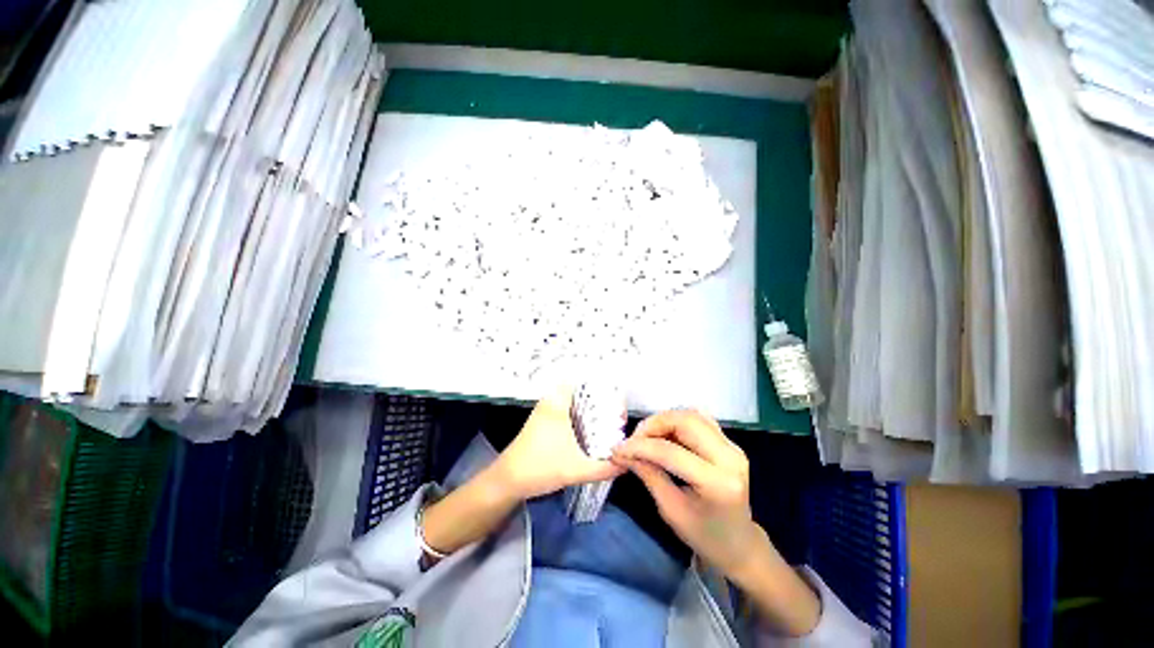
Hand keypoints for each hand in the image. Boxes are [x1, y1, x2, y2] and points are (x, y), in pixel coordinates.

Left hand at [492, 387, 624, 499]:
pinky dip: (579, 413)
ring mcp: (545, 410)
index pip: (581, 379)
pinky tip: (590, 428)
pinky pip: (566, 408)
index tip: (617, 392)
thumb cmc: (540, 467)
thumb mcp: (576, 470)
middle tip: (617, 409)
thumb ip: (604, 468)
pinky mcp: (543, 420)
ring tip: (609, 416)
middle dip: (599, 395)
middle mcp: (551, 401)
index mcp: (557, 403)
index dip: (600, 382)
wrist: (507, 480)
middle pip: (579, 388)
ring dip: (588, 404)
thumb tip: (627, 463)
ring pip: (572, 399)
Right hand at [611, 409, 763, 579]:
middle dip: (653, 424)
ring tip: (646, 436)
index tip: (618, 449)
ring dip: (663, 420)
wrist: (739, 544)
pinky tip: (664, 433)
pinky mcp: (729, 442)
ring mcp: (732, 446)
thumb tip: (623, 452)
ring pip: (691, 415)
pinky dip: (676, 420)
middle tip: (634, 439)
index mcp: (717, 483)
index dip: (640, 446)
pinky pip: (699, 418)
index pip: (670, 452)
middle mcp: (729, 457)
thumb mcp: (670, 510)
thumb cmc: (704, 536)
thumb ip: (648, 474)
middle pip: (685, 421)